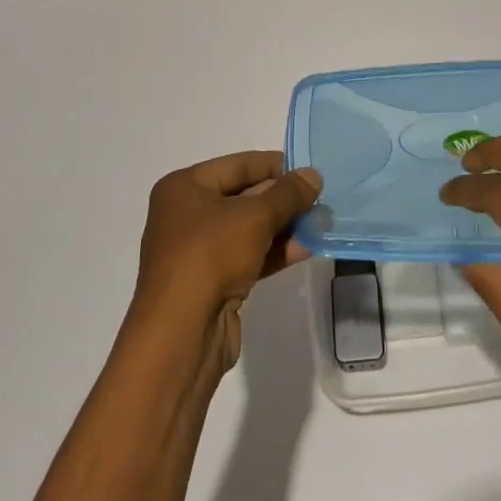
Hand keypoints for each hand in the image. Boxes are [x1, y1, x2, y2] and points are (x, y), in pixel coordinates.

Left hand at [132, 151, 322, 378]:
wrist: (180, 335)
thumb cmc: (210, 256)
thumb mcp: (254, 217)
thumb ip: (287, 194)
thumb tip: (313, 175)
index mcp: (184, 187)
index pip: (237, 165)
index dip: (274, 165)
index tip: (308, 170)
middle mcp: (186, 214)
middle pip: (243, 197)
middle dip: (282, 199)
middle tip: (319, 199)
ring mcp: (198, 251)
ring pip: (248, 229)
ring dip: (283, 226)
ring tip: (320, 223)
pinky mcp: (211, 282)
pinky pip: (247, 256)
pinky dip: (274, 251)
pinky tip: (306, 249)